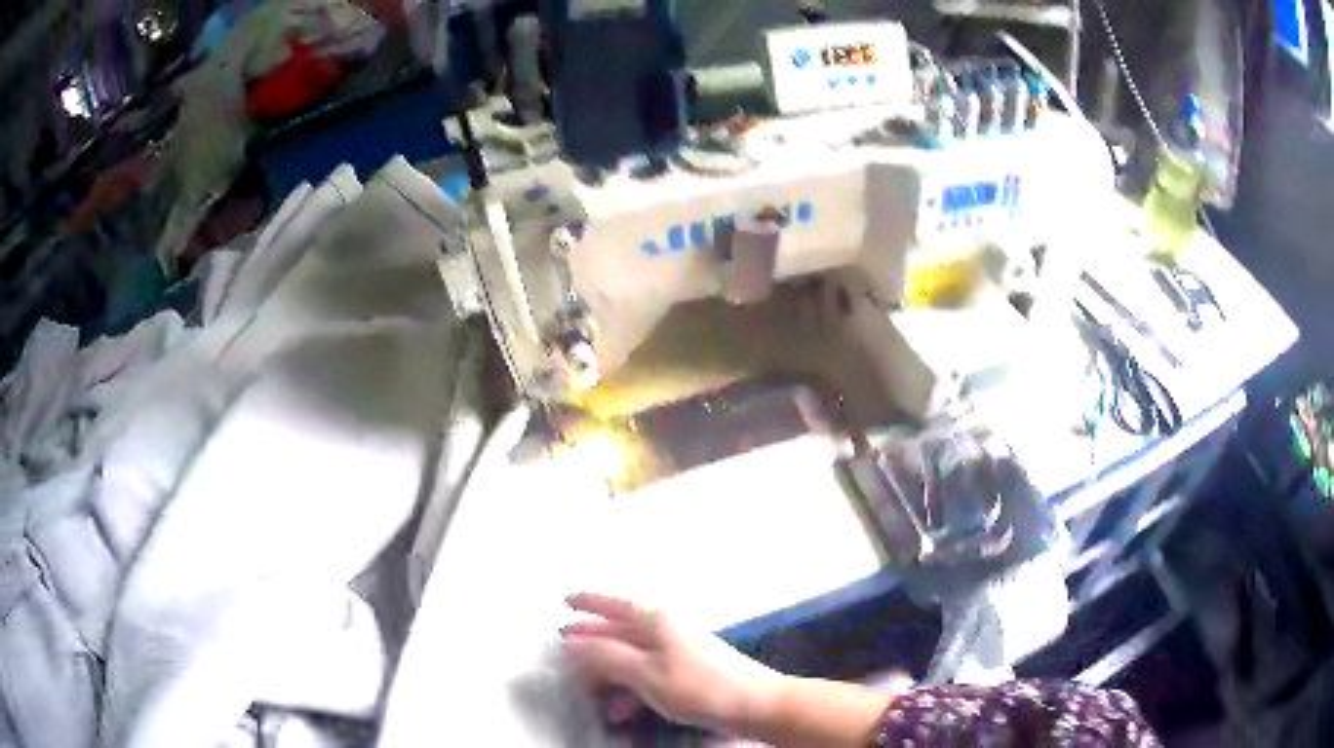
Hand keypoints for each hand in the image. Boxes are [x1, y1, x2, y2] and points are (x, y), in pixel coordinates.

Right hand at [560, 593, 782, 732]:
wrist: (755, 704)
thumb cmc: (697, 686)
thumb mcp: (645, 673)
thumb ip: (607, 656)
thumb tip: (573, 641)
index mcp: (657, 621)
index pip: (615, 605)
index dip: (589, 603)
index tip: (565, 600)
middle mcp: (668, 628)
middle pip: (622, 630)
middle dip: (594, 640)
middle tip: (565, 646)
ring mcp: (681, 649)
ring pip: (634, 655)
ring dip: (610, 672)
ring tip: (586, 689)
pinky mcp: (690, 670)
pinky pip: (649, 673)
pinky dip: (632, 687)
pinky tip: (622, 709)